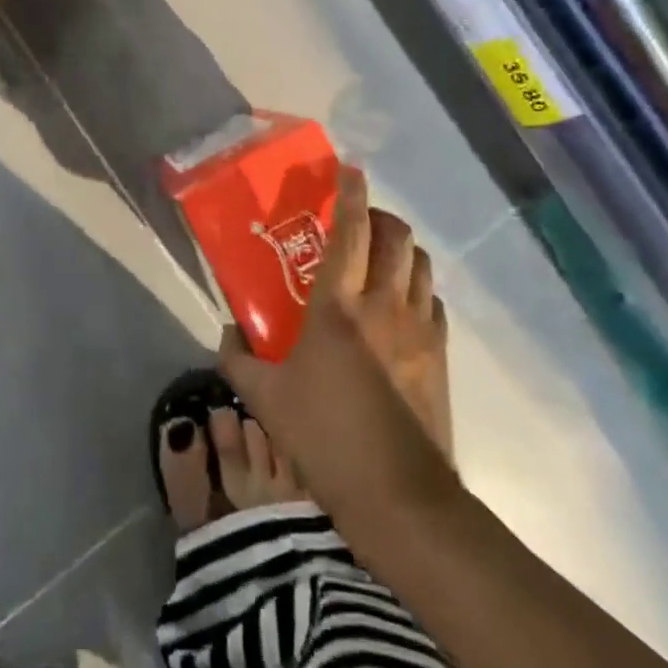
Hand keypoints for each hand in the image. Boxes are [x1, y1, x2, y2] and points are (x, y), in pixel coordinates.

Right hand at [221, 166, 455, 510]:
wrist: (399, 498)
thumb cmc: (326, 440)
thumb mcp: (266, 399)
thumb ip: (238, 358)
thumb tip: (226, 331)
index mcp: (338, 306)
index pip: (351, 230)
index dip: (351, 192)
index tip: (349, 169)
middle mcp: (384, 303)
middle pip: (396, 236)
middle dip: (380, 215)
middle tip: (358, 222)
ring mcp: (419, 327)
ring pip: (420, 263)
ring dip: (402, 248)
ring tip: (380, 257)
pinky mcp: (440, 354)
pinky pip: (433, 300)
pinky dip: (417, 287)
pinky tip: (401, 305)